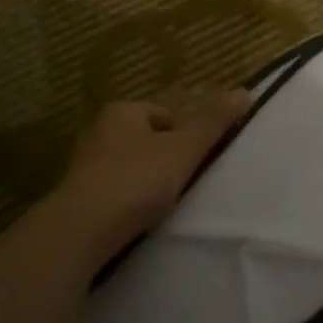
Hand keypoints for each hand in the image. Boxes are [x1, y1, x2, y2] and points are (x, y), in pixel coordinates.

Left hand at [53, 91, 252, 249]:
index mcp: (121, 111)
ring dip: (148, 182)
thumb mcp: (183, 149)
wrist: (80, 231)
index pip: (166, 115)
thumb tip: (244, 91)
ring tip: (163, 205)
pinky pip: (115, 191)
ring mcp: (84, 165)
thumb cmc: (136, 181)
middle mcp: (98, 131)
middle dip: (167, 160)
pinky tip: (139, 219)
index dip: (187, 137)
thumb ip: (213, 122)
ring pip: (131, 167)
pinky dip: (129, 201)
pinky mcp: (78, 196)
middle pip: (148, 140)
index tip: (197, 163)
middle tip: (184, 184)